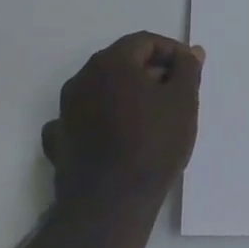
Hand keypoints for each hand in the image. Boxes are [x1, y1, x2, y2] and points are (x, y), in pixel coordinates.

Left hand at [42, 32, 203, 212]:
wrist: (109, 206)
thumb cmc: (152, 144)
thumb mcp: (183, 101)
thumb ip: (187, 69)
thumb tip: (190, 52)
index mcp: (111, 62)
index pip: (145, 41)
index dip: (171, 52)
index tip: (189, 72)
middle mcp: (82, 78)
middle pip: (122, 63)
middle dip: (150, 72)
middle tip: (176, 95)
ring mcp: (65, 110)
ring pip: (102, 90)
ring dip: (127, 96)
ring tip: (152, 118)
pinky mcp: (58, 141)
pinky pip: (83, 119)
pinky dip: (101, 120)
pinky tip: (115, 136)